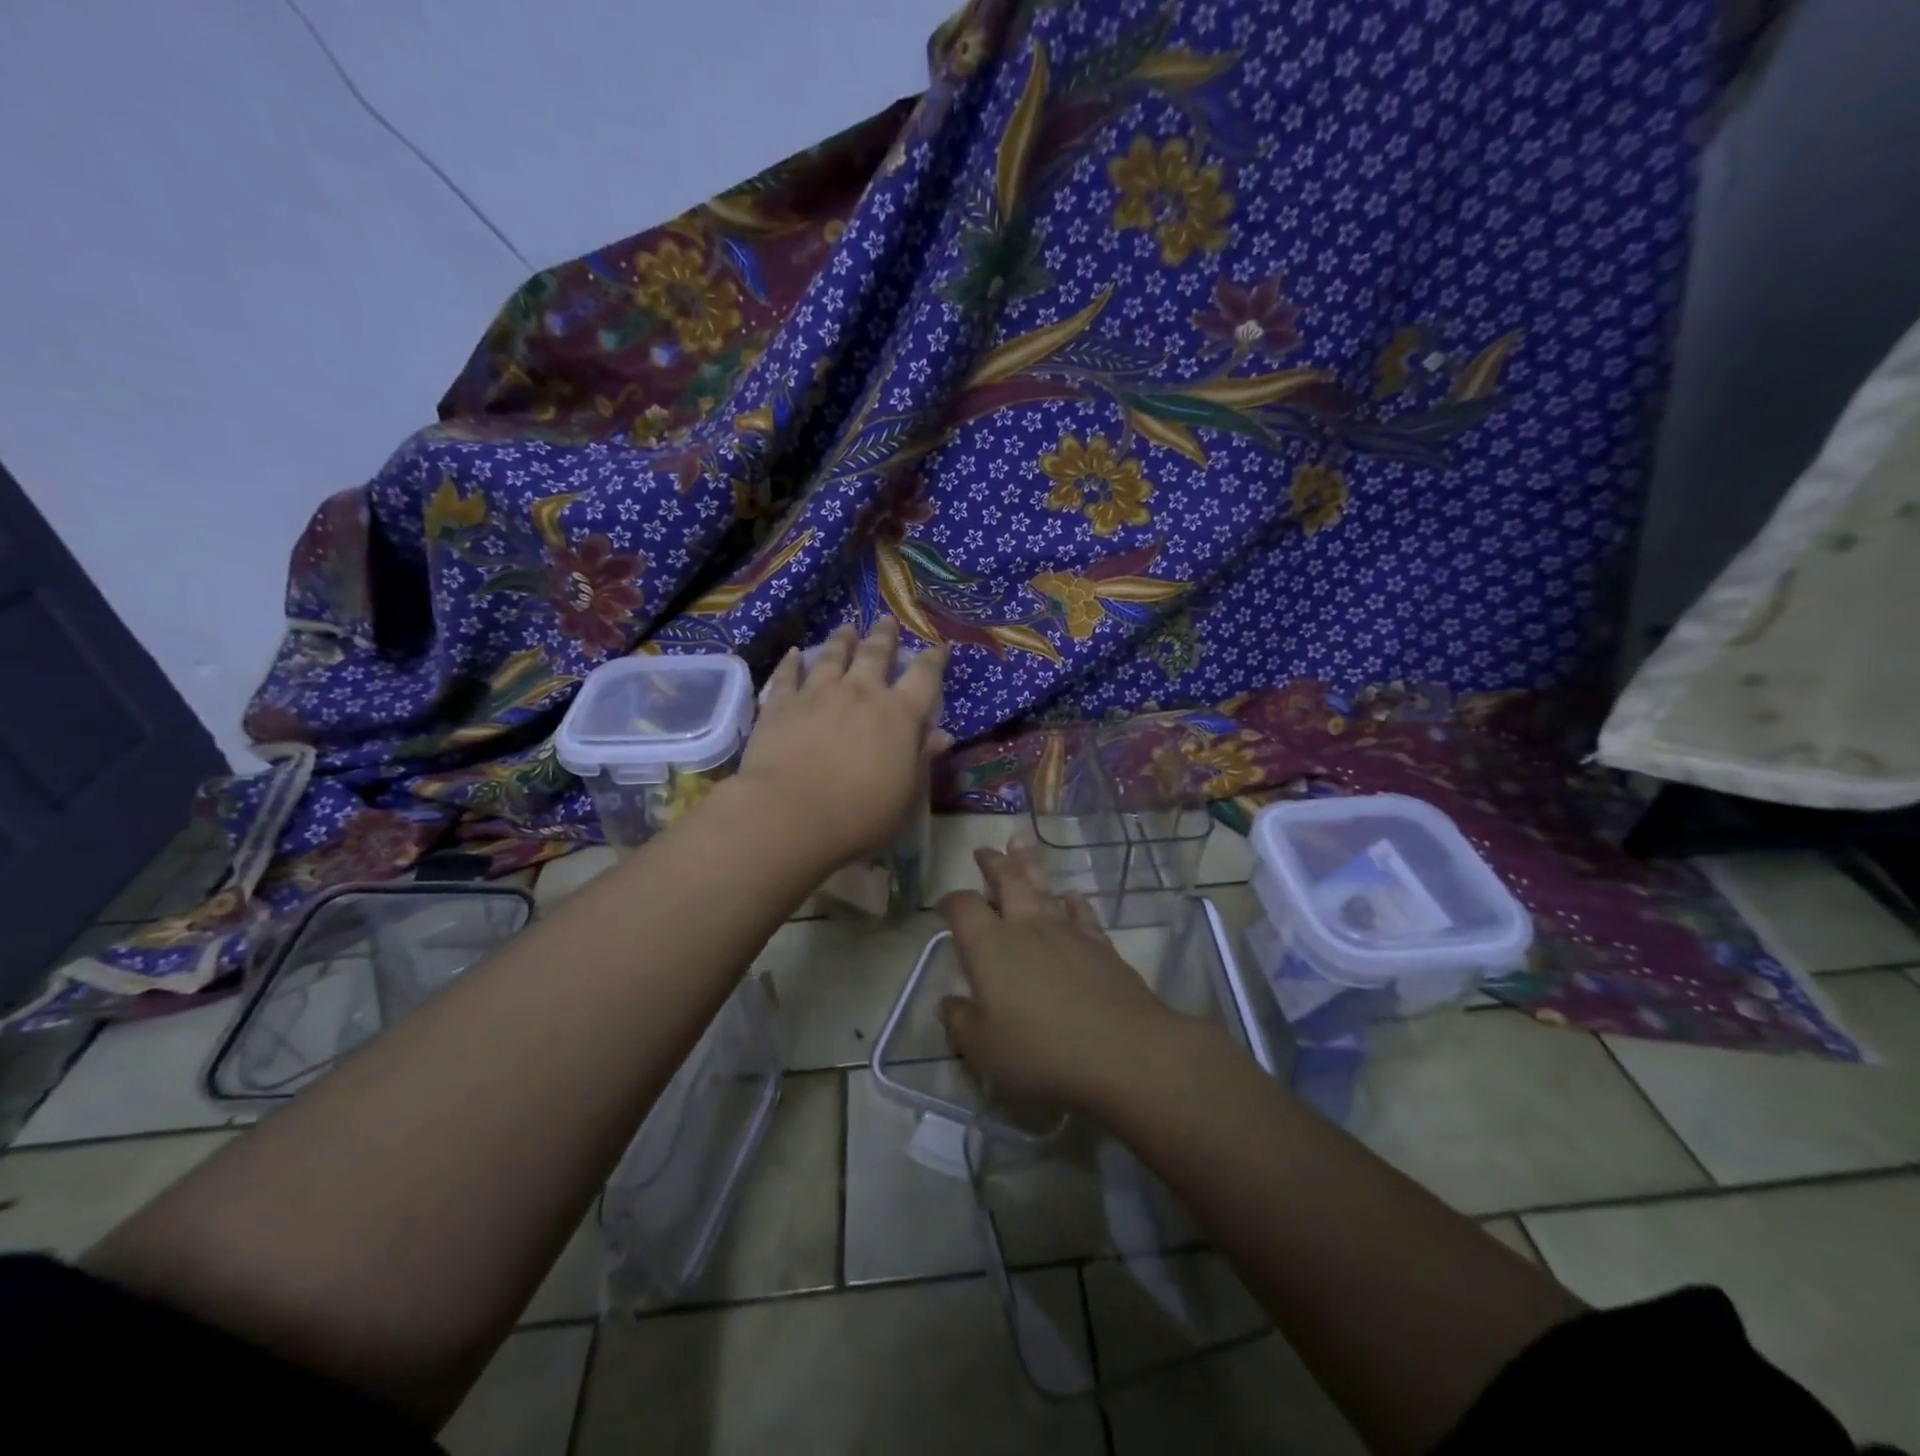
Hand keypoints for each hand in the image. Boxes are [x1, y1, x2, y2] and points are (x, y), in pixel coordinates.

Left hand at [740, 619, 948, 866]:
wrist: (790, 814)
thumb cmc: (860, 814)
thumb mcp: (905, 794)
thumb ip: (922, 759)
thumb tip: (942, 736)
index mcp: (899, 715)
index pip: (924, 677)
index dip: (933, 659)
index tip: (938, 646)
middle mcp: (861, 693)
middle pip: (876, 655)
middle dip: (885, 637)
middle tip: (887, 621)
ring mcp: (818, 693)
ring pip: (833, 656)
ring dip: (843, 640)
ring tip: (848, 628)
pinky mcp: (781, 704)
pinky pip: (788, 675)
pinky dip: (792, 662)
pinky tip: (794, 653)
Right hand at [937, 842, 1184, 1114]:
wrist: (1123, 1051)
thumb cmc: (1042, 1052)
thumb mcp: (985, 1051)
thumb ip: (962, 1024)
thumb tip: (949, 1004)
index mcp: (989, 947)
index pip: (963, 908)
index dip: (951, 902)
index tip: (944, 905)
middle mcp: (1026, 927)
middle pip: (1007, 881)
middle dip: (993, 864)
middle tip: (984, 850)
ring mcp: (1067, 932)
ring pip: (1044, 888)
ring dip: (1029, 866)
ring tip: (1021, 846)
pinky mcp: (1101, 945)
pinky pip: (1082, 914)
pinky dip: (1073, 903)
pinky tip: (1072, 897)